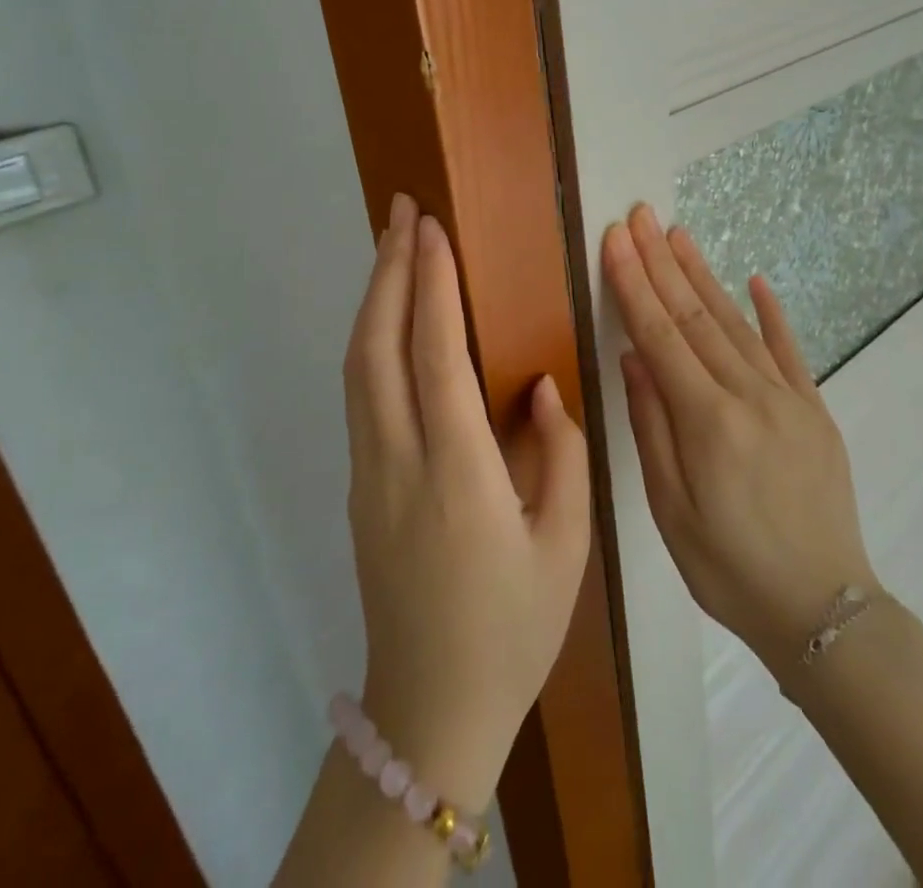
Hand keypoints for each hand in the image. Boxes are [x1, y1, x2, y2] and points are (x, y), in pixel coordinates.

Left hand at [343, 194, 591, 811]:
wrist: (430, 711)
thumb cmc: (511, 629)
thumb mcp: (565, 547)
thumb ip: (559, 455)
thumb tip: (537, 388)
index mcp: (457, 476)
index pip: (436, 357)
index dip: (432, 286)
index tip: (434, 230)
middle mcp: (398, 463)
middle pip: (377, 347)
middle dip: (389, 270)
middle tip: (403, 211)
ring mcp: (367, 474)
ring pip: (357, 367)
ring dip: (374, 298)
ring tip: (393, 245)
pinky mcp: (359, 485)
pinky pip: (360, 394)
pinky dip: (371, 338)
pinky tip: (391, 317)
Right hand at [603, 204, 878, 673]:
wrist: (823, 611)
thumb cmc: (728, 568)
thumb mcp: (670, 509)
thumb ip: (651, 426)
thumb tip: (633, 357)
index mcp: (707, 422)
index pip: (660, 336)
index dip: (635, 283)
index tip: (617, 239)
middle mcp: (749, 395)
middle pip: (696, 316)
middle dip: (662, 262)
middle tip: (641, 215)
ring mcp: (788, 397)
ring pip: (736, 323)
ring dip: (704, 275)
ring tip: (679, 234)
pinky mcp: (815, 409)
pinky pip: (790, 350)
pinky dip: (770, 312)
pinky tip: (754, 280)